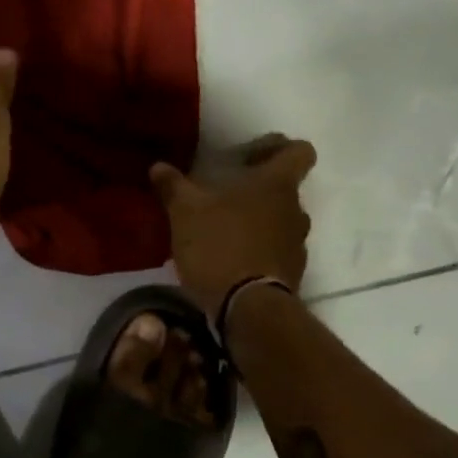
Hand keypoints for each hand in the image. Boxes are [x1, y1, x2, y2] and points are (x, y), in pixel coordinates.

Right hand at [151, 134, 316, 313]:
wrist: (248, 309)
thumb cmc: (219, 247)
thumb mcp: (185, 213)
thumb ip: (173, 187)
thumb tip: (158, 166)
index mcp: (277, 185)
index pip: (299, 151)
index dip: (279, 148)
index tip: (251, 157)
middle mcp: (295, 210)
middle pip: (285, 189)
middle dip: (258, 190)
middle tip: (225, 197)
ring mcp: (297, 244)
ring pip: (280, 222)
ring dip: (258, 223)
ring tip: (224, 233)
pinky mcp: (292, 274)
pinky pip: (276, 252)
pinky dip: (258, 252)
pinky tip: (229, 262)